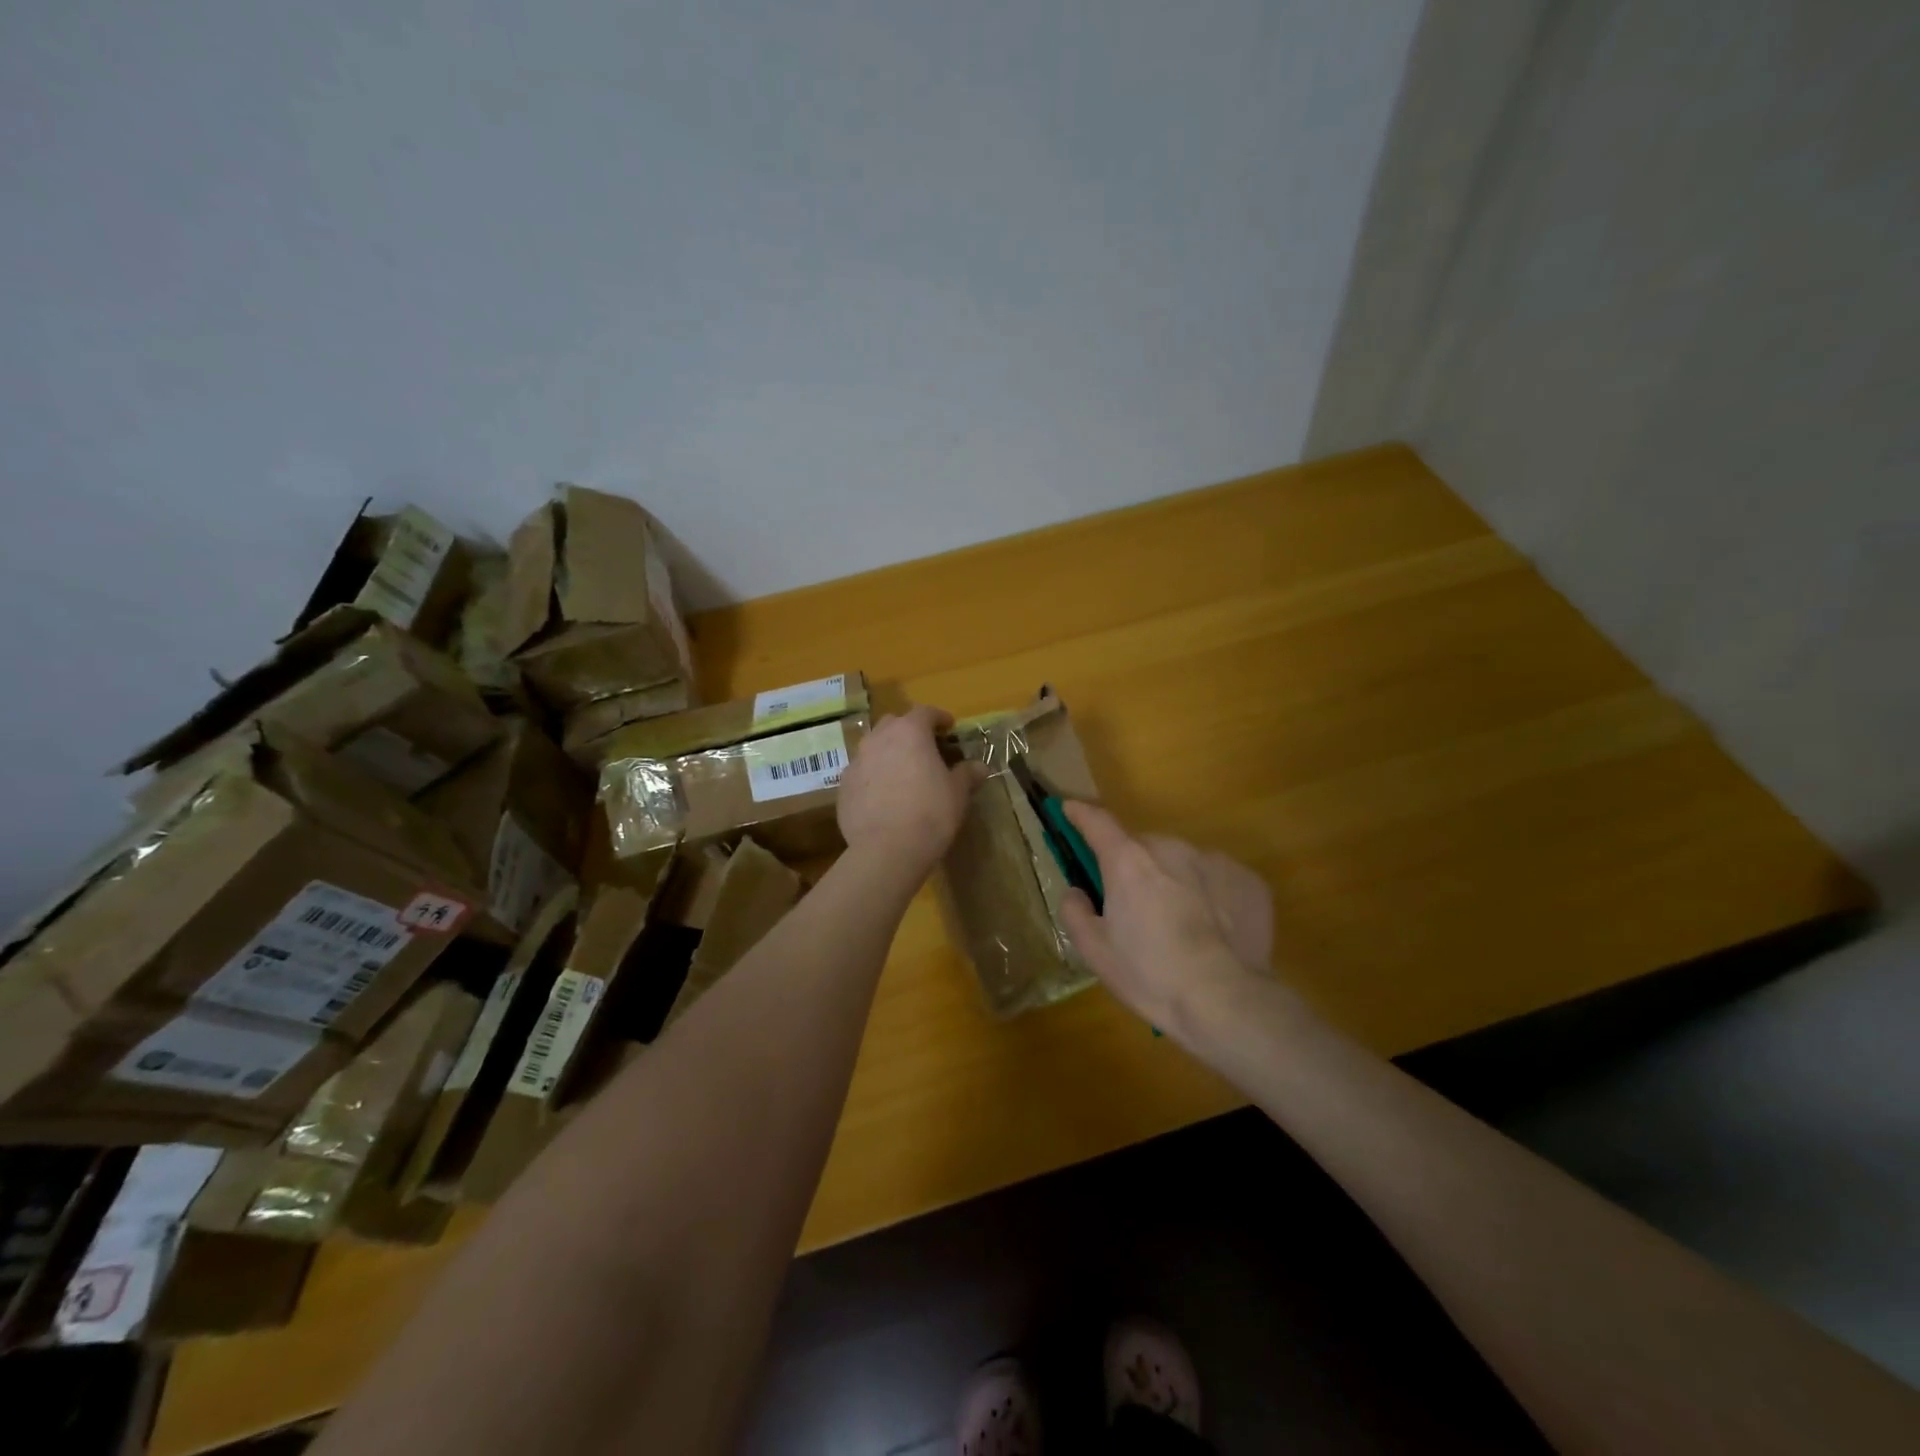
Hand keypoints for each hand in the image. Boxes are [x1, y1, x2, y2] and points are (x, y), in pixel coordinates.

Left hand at [838, 705, 988, 874]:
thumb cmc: (930, 813)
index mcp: (910, 732)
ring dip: (888, 752)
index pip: (926, 712)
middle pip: (894, 723)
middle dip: (909, 731)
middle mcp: (879, 738)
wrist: (886, 849)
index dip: (939, 718)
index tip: (949, 728)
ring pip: (873, 746)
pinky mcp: (843, 786)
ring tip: (902, 772)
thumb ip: (967, 774)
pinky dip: (873, 776)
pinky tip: (883, 796)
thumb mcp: (958, 793)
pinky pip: (861, 772)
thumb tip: (979, 767)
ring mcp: (857, 761)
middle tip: (924, 749)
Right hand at [1058, 802, 1272, 1032]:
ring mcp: (1213, 860)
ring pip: (1181, 861)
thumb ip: (1075, 911)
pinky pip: (1216, 878)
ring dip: (1173, 880)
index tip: (1070, 809)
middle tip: (1135, 906)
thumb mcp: (1095, 951)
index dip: (1080, 814)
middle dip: (1134, 867)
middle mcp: (1170, 848)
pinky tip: (1214, 931)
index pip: (1097, 822)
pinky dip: (1209, 894)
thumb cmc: (1150, 975)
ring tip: (1181, 925)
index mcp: (1127, 861)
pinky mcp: (1247, 879)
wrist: (1225, 1000)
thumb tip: (1078, 891)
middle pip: (1142, 847)